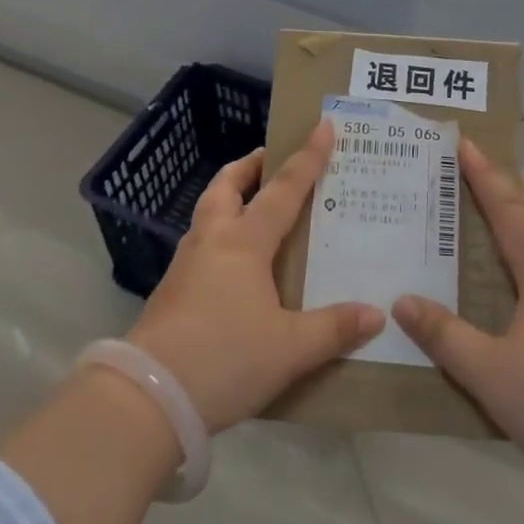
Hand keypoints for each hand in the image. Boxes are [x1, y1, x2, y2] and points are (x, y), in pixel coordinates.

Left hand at [128, 120, 385, 431]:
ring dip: (230, 197)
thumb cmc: (224, 359)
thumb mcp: (289, 349)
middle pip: (227, 186)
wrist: (147, 397)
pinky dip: (219, 234)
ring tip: (253, 206)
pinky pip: (200, 244)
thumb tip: (376, 313)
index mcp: (244, 242)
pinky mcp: (171, 291)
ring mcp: (186, 264)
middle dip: (249, 167)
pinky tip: (232, 263)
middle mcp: (212, 241)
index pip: (283, 190)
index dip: (307, 158)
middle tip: (270, 161)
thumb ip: (333, 328)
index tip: (322, 126)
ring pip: (208, 212)